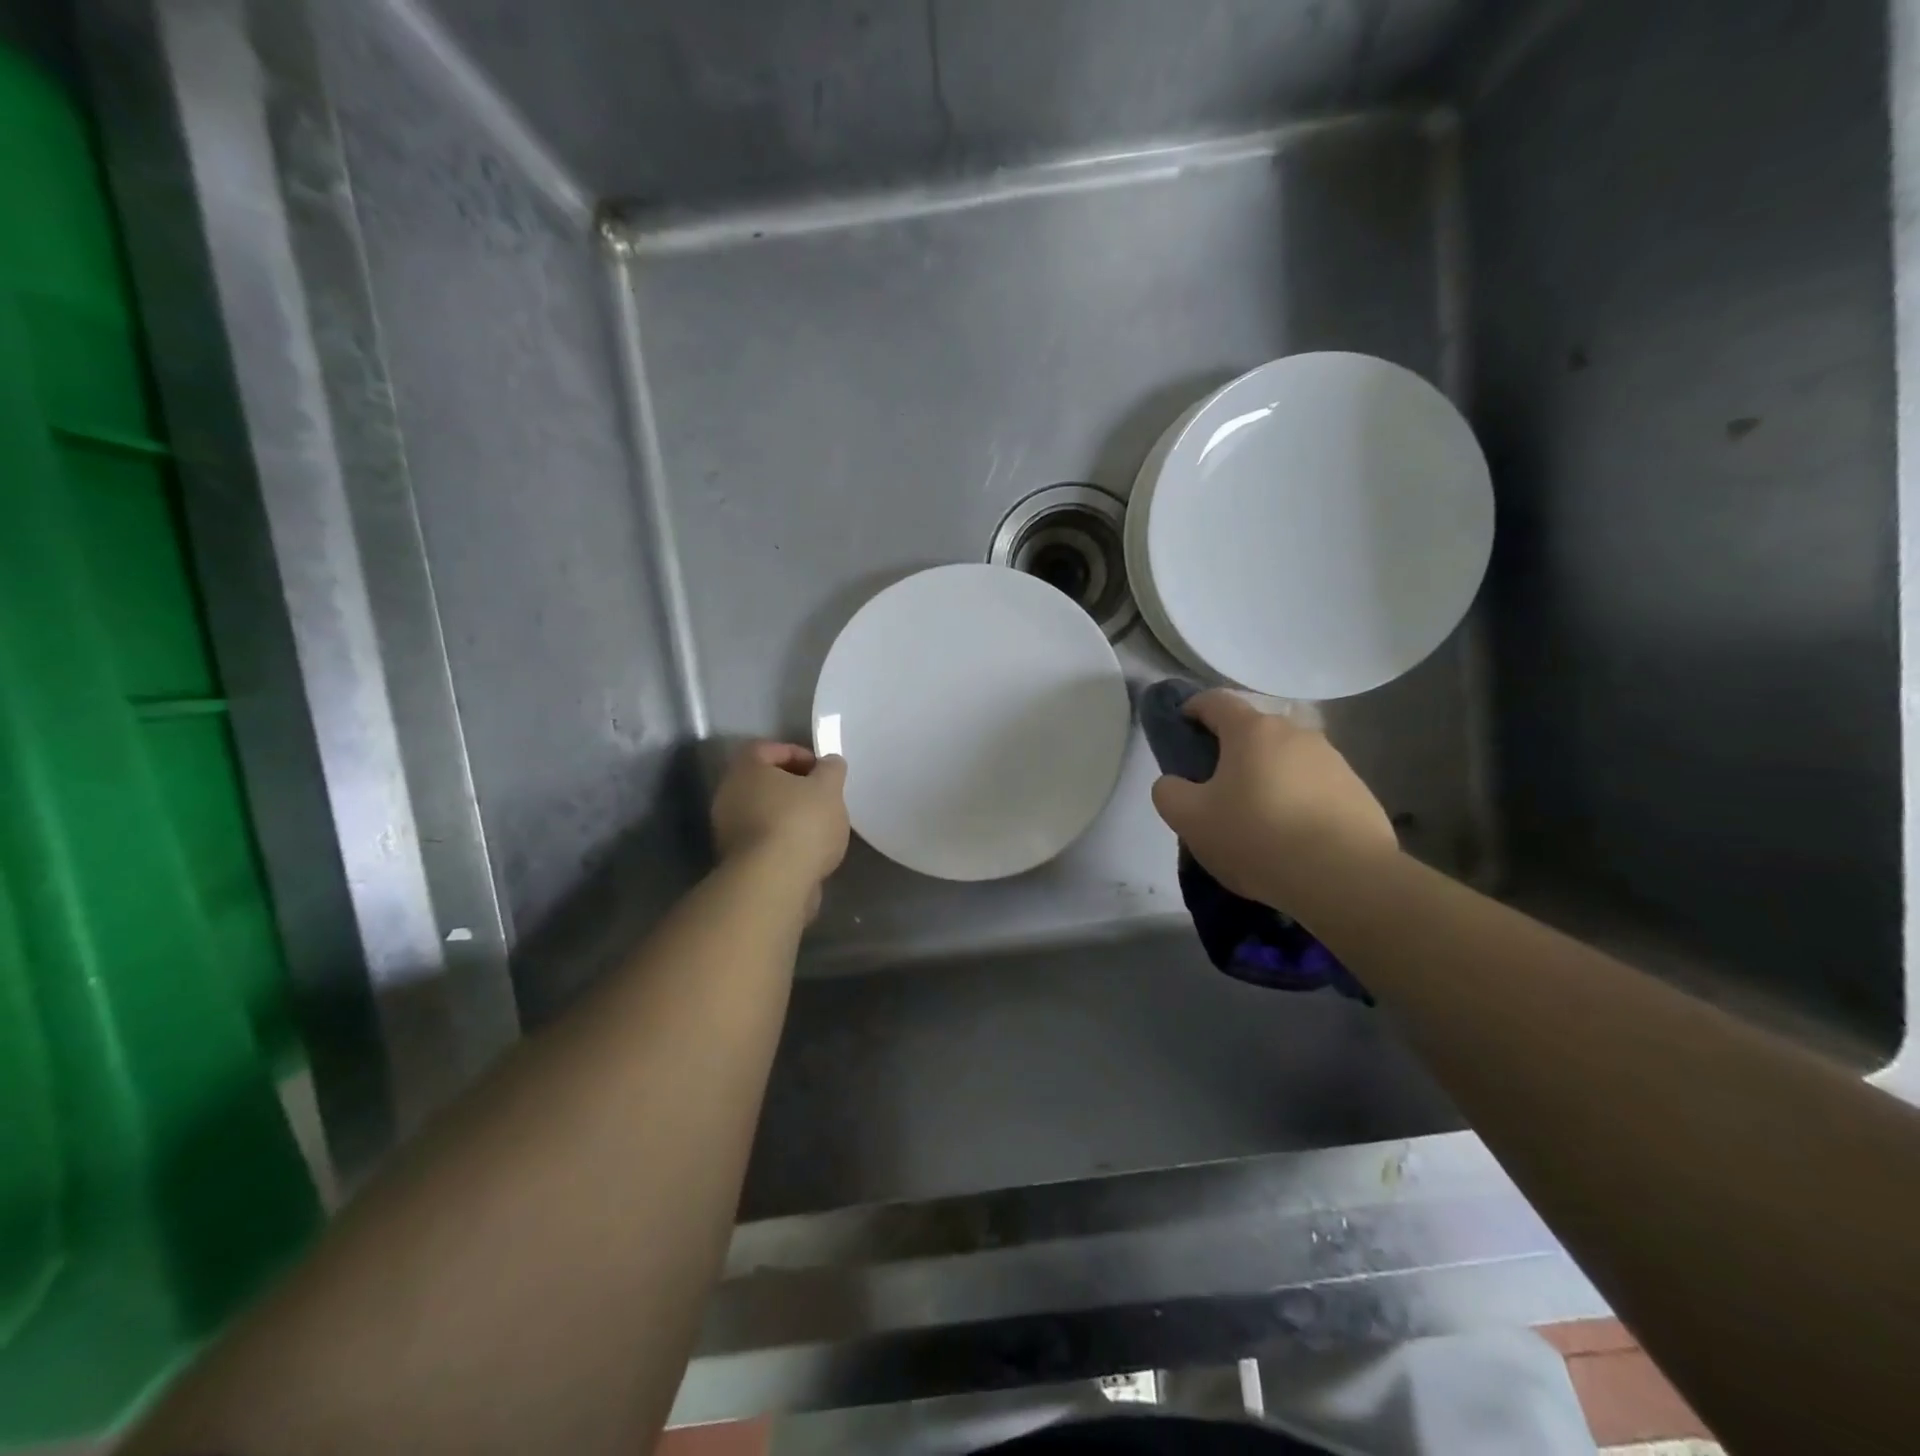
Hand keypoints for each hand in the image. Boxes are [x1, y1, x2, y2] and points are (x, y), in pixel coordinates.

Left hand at [711, 742, 849, 908]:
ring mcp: (727, 830)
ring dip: (788, 816)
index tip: (821, 770)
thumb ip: (831, 769)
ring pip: (763, 813)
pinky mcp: (736, 861)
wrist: (773, 883)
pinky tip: (807, 852)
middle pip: (763, 782)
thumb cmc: (800, 823)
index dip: (797, 753)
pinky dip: (783, 841)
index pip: (767, 748)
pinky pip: (763, 840)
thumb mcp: (829, 788)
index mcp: (746, 769)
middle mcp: (728, 795)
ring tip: (819, 828)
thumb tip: (829, 763)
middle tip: (822, 797)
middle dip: (794, 788)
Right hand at [1150, 691, 1396, 908]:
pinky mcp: (1359, 792)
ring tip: (1257, 820)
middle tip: (1215, 789)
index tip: (1181, 728)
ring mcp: (1334, 761)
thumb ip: (1169, 792)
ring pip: (1286, 760)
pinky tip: (1292, 838)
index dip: (1192, 708)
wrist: (1345, 878)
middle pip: (1253, 732)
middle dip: (1231, 752)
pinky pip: (1315, 788)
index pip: (1215, 701)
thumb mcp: (1189, 819)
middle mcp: (1296, 734)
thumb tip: (1175, 783)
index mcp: (1252, 731)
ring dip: (1268, 778)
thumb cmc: (1257, 837)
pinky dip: (1298, 802)